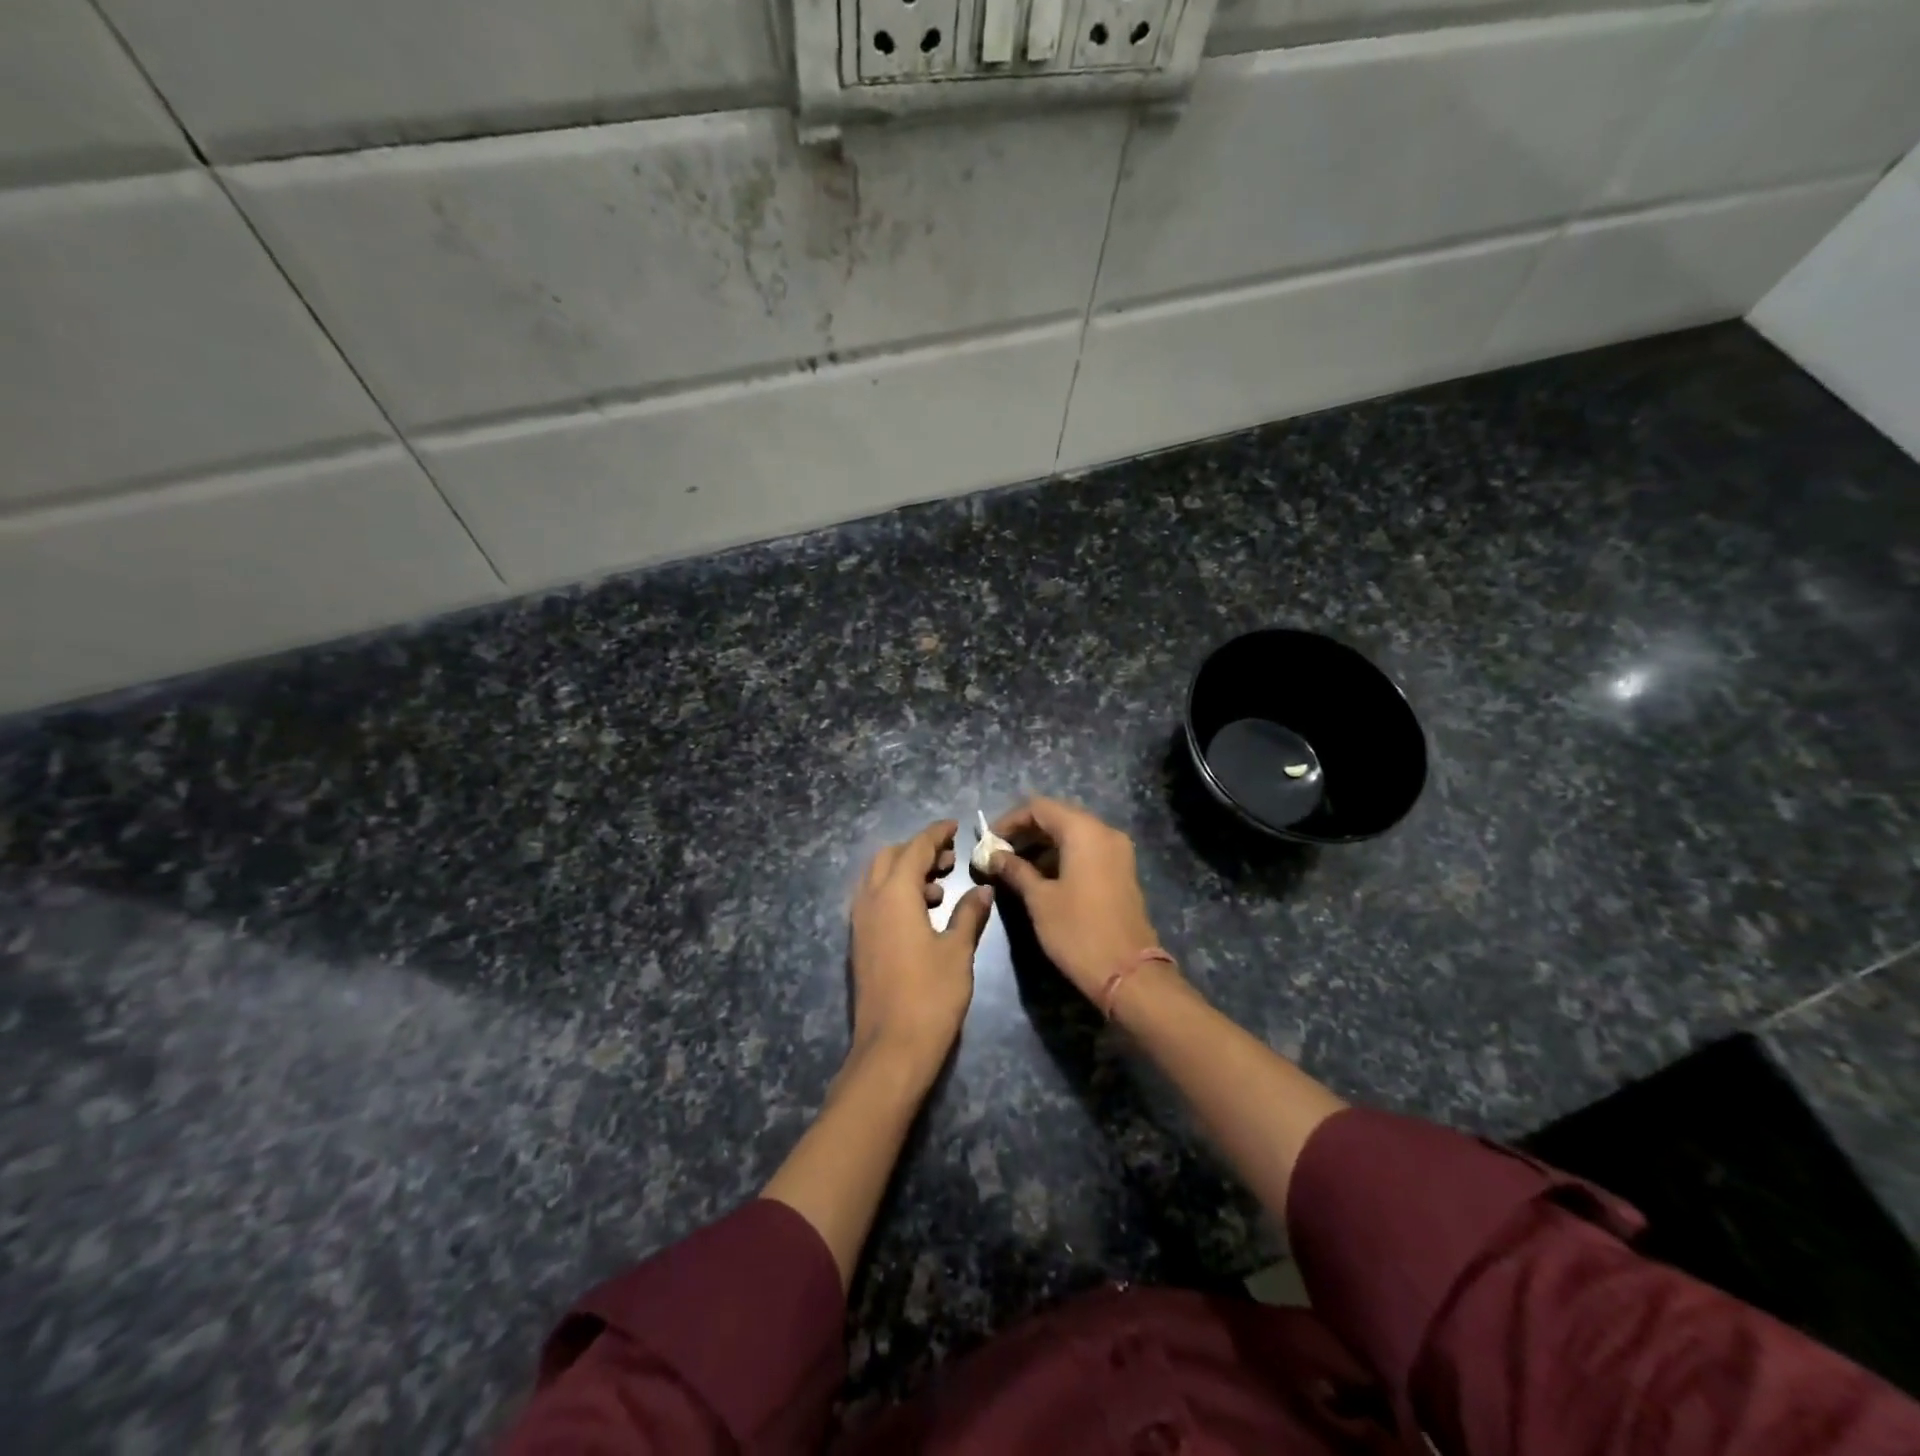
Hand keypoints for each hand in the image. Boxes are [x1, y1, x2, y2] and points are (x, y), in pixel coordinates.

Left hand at [848, 820, 994, 1080]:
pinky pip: (874, 900)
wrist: (891, 1049)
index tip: (955, 826)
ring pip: (878, 879)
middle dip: (918, 850)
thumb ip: (968, 914)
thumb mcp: (957, 951)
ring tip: (941, 889)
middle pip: (889, 857)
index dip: (936, 834)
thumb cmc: (930, 995)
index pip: (915, 848)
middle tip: (949, 860)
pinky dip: (896, 893)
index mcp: (894, 894)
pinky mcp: (860, 943)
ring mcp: (860, 923)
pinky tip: (923, 915)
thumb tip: (981, 890)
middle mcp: (870, 901)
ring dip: (907, 872)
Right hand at [986, 797, 1163, 1005]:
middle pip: (1057, 817)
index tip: (988, 842)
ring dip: (1042, 845)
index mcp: (1084, 831)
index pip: (1039, 807)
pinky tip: (1040, 877)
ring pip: (1072, 835)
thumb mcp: (1039, 900)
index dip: (1010, 820)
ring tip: (1014, 867)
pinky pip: (1086, 851)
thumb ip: (1015, 870)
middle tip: (998, 854)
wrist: (1128, 973)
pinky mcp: (1121, 871)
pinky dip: (1061, 856)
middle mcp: (1104, 832)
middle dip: (1025, 832)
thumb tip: (993, 856)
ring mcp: (1117, 852)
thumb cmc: (1078, 931)